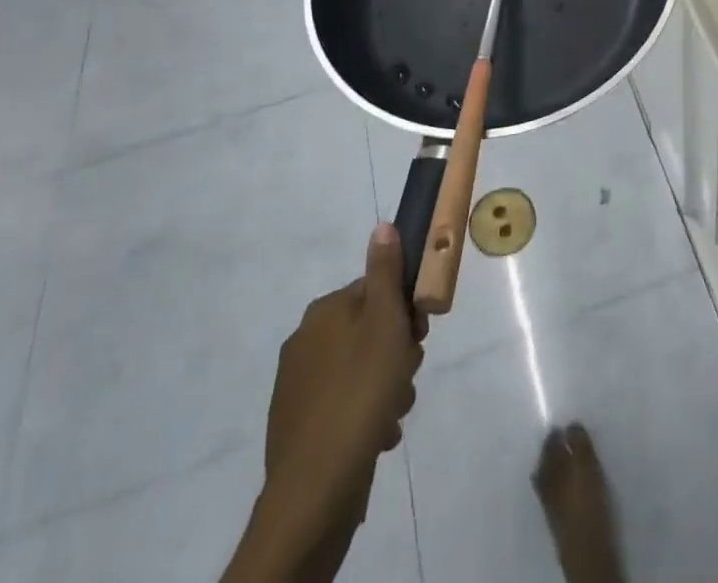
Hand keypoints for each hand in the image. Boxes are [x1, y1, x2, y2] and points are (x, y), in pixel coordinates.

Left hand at [224, 225, 424, 582]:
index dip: (403, 312)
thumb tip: (382, 226)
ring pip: (361, 371)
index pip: (375, 292)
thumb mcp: (384, 323)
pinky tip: (377, 437)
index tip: (418, 337)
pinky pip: (346, 406)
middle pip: (369, 331)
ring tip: (392, 414)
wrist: (315, 492)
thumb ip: (385, 273)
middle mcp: (305, 341)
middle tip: (406, 377)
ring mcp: (298, 387)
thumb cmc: (360, 393)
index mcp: (324, 312)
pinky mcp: (300, 427)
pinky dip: (365, 416)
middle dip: (396, 353)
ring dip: (386, 388)